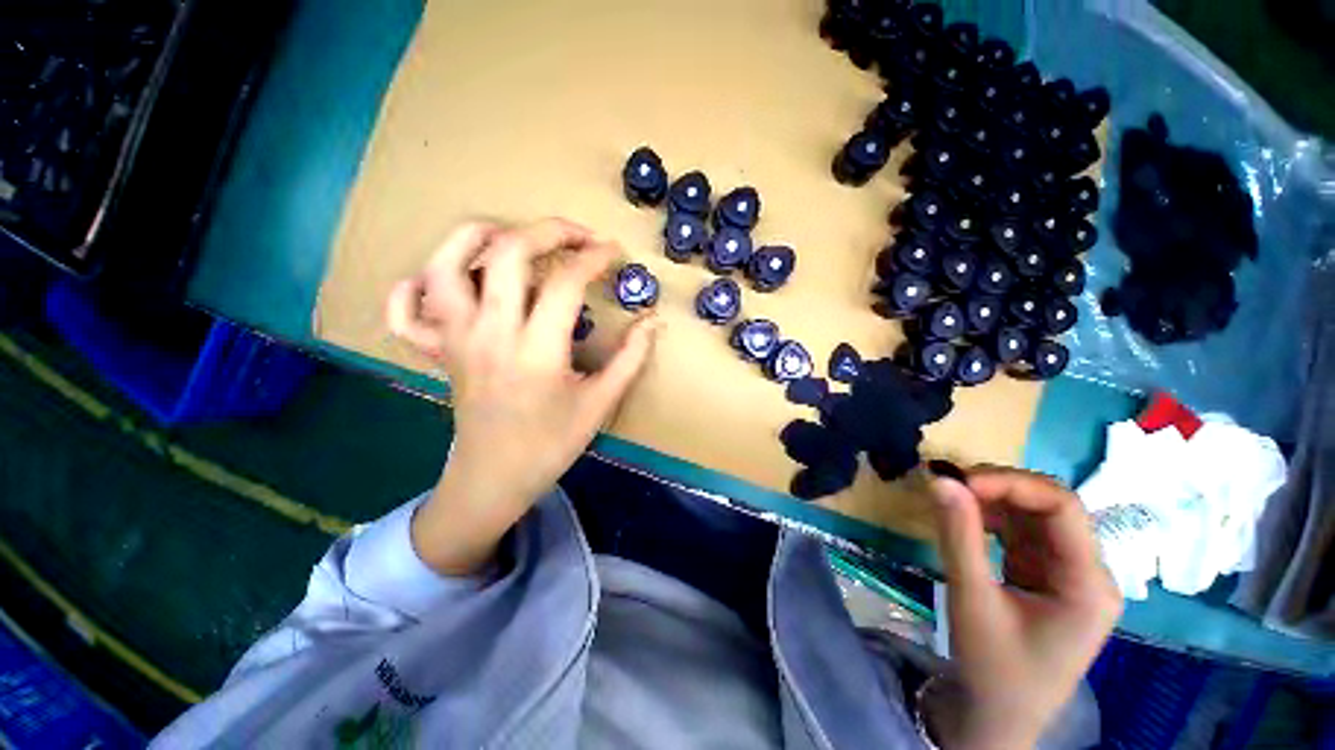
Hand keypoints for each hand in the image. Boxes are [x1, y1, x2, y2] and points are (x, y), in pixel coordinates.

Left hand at [386, 219, 657, 574]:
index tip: (612, 253)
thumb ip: (630, 359)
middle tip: (577, 237)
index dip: (593, 258)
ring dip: (476, 237)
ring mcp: (455, 339)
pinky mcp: (436, 351)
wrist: (494, 479)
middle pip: (507, 254)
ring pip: (444, 265)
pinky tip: (444, 283)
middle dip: (548, 231)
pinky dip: (414, 286)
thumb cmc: (551, 444)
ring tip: (509, 237)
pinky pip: (404, 311)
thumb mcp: (600, 404)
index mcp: (536, 351)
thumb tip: (653, 323)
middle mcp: (489, 334)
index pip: (564, 283)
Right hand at [924, 467, 1121, 749]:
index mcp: (1088, 583)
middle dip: (998, 489)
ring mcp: (1066, 573)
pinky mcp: (1044, 576)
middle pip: (1050, 507)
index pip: (1062, 508)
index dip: (1010, 484)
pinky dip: (989, 519)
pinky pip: (1019, 533)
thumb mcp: (972, 600)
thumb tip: (939, 480)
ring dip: (991, 501)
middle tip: (947, 484)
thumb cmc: (993, 668)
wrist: (995, 716)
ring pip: (1033, 516)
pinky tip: (962, 518)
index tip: (958, 481)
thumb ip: (958, 536)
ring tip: (949, 497)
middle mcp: (1087, 572)